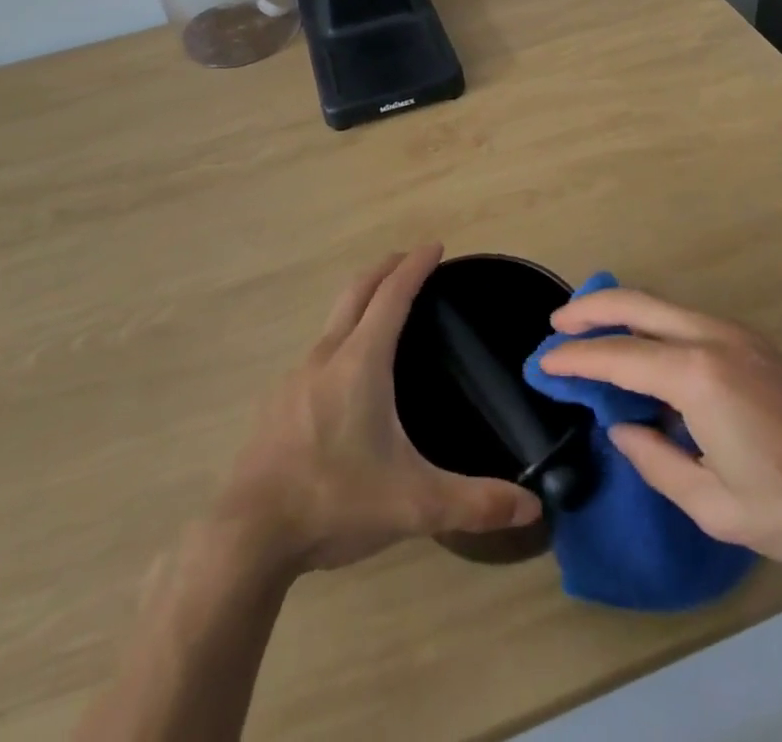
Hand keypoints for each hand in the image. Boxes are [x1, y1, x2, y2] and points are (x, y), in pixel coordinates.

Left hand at [214, 244, 541, 573]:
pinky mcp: (278, 401)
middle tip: (411, 261)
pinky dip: (342, 337)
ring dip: (361, 301)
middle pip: (357, 291)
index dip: (415, 266)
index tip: (435, 246)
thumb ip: (475, 503)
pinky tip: (348, 375)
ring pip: (334, 320)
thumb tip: (534, 507)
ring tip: (384, 313)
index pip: (392, 295)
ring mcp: (296, 377)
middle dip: (386, 269)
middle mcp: (326, 356)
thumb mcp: (414, 505)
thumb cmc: (334, 502)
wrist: (247, 535)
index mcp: (361, 362)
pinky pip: (318, 351)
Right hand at [536, 287, 781, 567]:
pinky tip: (642, 352)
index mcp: (697, 376)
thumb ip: (656, 461)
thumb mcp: (716, 505)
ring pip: (660, 305)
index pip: (618, 357)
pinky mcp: (750, 341)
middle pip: (635, 304)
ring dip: (620, 311)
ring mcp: (734, 333)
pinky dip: (649, 323)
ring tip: (588, 332)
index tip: (543, 363)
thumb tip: (622, 429)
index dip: (575, 359)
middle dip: (589, 309)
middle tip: (555, 326)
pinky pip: (683, 319)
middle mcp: (710, 338)